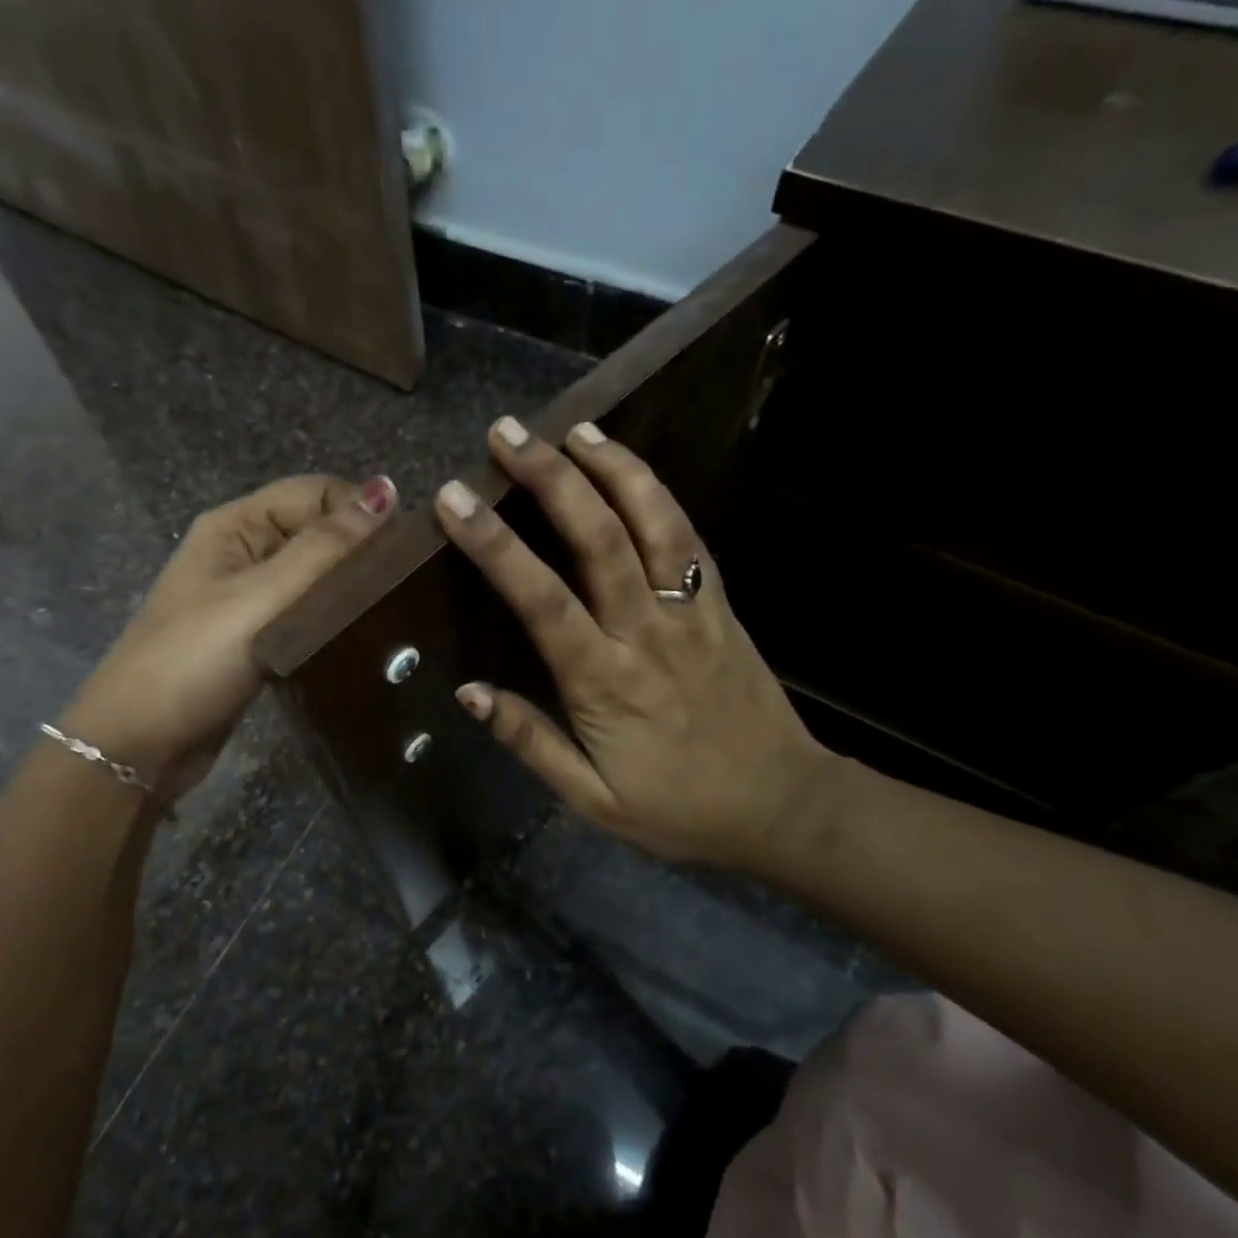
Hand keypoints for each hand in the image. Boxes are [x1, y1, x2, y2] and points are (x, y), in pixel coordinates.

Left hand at [61, 474, 395, 798]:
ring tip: (395, 612)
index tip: (407, 550)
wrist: (139, 744)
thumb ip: (325, 547)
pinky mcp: (255, 640)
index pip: (315, 493)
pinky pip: (303, 615)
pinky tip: (363, 638)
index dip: (361, 510)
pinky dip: (331, 621)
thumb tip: (386, 489)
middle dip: (359, 551)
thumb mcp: (263, 597)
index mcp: (236, 526)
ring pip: (312, 578)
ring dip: (348, 589)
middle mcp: (242, 554)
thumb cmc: (196, 660)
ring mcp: (246, 600)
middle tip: (408, 586)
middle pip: (315, 533)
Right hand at [435, 419, 829, 874]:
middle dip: (549, 478)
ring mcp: (691, 613)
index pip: (541, 598)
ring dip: (614, 469)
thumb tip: (469, 692)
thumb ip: (530, 742)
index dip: (495, 544)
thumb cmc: (679, 809)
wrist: (781, 806)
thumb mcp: (593, 799)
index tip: (455, 498)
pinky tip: (634, 471)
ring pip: (653, 524)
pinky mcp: (721, 608)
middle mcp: (647, 632)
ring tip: (576, 428)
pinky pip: (691, 540)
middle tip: (508, 434)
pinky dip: (660, 497)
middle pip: (597, 538)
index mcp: (605, 682)